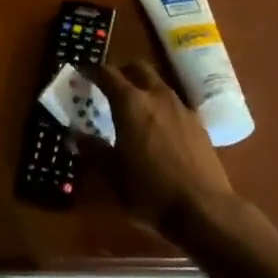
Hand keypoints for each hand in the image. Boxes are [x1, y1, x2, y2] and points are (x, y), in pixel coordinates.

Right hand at [81, 61, 234, 230]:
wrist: (203, 208)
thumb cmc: (149, 190)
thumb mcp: (113, 173)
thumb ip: (93, 150)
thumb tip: (75, 136)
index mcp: (131, 104)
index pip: (108, 74)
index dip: (93, 70)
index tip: (82, 71)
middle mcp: (158, 97)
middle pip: (139, 69)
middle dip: (122, 71)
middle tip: (109, 85)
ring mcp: (182, 108)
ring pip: (159, 84)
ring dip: (144, 87)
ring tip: (133, 107)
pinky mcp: (199, 124)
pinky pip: (175, 104)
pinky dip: (161, 106)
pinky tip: (158, 128)